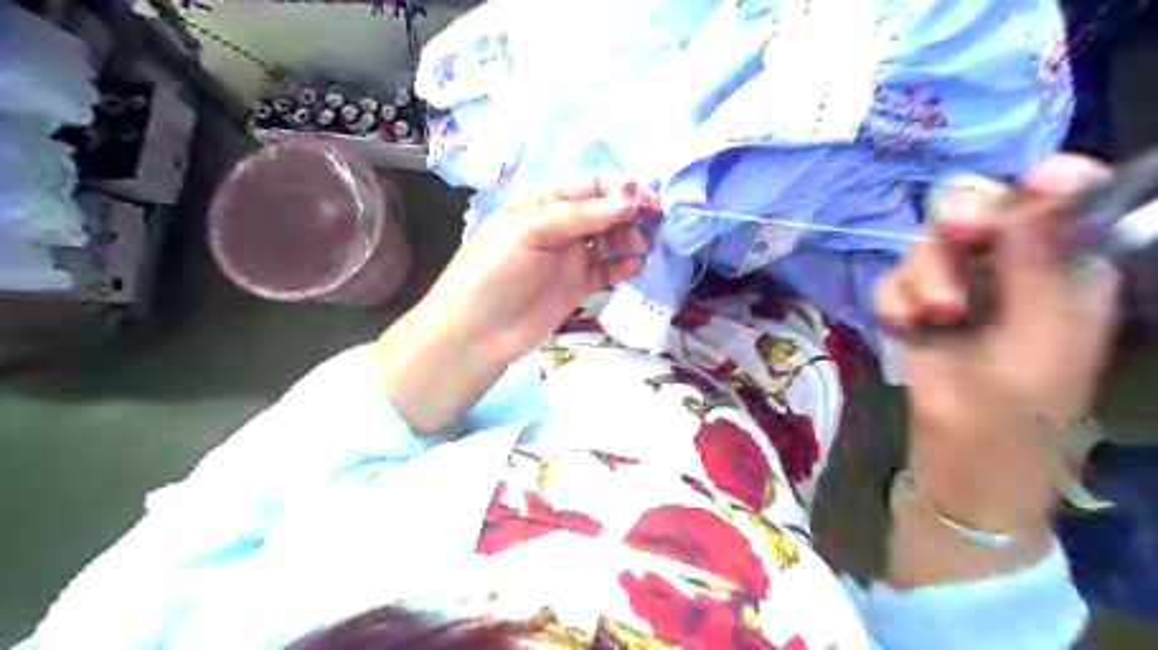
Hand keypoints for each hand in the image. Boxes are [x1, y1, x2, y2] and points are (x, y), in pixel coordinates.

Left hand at [425, 172, 660, 364]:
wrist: (477, 332)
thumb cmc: (495, 270)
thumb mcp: (530, 230)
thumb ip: (579, 214)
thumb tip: (629, 199)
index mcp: (545, 201)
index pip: (592, 184)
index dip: (620, 189)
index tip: (646, 202)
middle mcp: (562, 225)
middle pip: (606, 211)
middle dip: (631, 214)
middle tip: (654, 226)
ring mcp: (571, 257)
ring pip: (611, 240)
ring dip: (631, 239)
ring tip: (644, 247)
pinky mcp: (578, 285)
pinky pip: (607, 270)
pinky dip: (624, 266)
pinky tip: (634, 267)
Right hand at [880, 154, 1122, 532]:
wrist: (962, 464)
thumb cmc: (1020, 414)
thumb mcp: (1039, 339)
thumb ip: (1037, 264)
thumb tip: (1047, 184)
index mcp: (1064, 272)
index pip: (1059, 204)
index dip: (1042, 184)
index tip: (1029, 185)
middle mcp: (1008, 271)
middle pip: (974, 212)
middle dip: (961, 228)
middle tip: (961, 239)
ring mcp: (956, 290)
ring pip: (925, 247)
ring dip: (924, 277)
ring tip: (932, 318)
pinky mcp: (913, 310)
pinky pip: (892, 282)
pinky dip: (893, 300)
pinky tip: (904, 327)